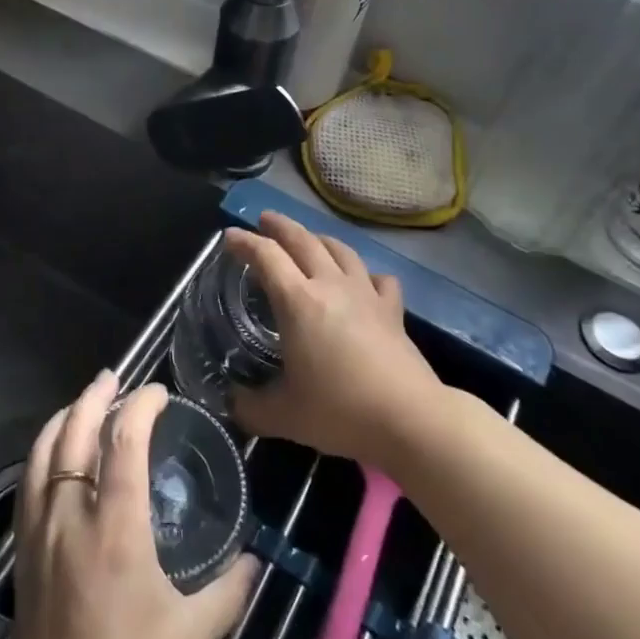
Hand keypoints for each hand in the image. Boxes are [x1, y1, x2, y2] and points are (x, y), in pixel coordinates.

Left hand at [7, 371, 257, 638]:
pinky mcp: (22, 546)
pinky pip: (27, 479)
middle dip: (96, 396)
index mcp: (117, 526)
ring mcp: (41, 528)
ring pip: (44, 450)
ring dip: (65, 416)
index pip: (124, 440)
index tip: (159, 393)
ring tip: (84, 400)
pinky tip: (53, 447)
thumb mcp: (193, 634)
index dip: (141, 405)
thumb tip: (253, 560)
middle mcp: (73, 514)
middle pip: (75, 432)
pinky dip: (42, 449)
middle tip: (115, 377)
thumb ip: (229, 590)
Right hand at [227, 213, 443, 469]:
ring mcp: (365, 293)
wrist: (410, 418)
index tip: (230, 236)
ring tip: (308, 240)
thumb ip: (250, 407)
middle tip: (264, 220)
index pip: (266, 256)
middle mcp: (330, 285)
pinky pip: (377, 278)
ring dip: (318, 238)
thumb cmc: (340, 411)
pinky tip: (362, 280)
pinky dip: (364, 273)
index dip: (245, 242)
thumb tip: (232, 402)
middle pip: (303, 240)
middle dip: (280, 226)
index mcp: (298, 301)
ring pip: (340, 250)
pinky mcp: (392, 310)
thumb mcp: (283, 416)